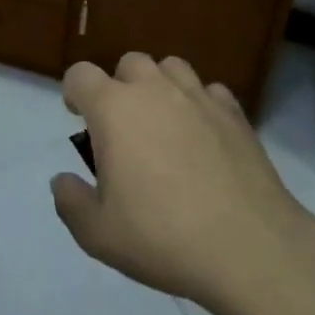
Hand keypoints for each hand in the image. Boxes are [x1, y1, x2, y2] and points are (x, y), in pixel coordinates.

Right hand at [50, 53, 314, 308]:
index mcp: (113, 109)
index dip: (74, 92)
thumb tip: (62, 180)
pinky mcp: (235, 113)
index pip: (80, 74)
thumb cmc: (165, 237)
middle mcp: (153, 90)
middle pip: (129, 63)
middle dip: (121, 86)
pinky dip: (202, 105)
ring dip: (161, 86)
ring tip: (165, 122)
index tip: (79, 117)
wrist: (251, 251)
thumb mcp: (100, 235)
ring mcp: (197, 97)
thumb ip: (71, 203)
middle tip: (125, 127)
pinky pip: (210, 92)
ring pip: (171, 67)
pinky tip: (205, 136)